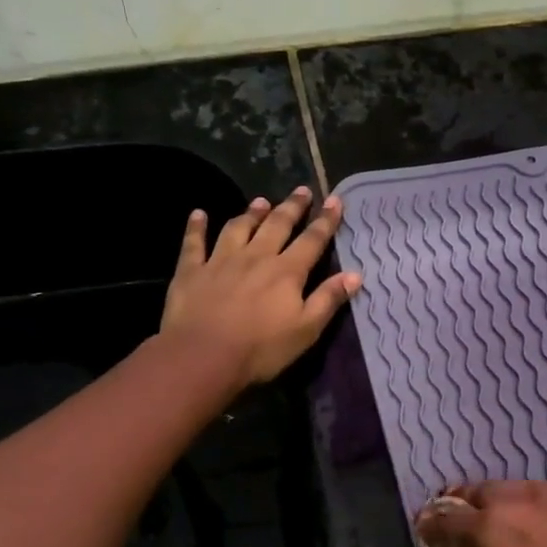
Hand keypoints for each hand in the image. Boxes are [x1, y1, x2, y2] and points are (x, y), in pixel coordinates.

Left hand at [162, 187, 360, 385]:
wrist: (203, 357)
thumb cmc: (261, 349)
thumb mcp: (306, 330)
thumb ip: (328, 299)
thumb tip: (355, 274)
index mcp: (287, 272)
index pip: (312, 240)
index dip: (325, 220)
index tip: (334, 199)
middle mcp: (256, 257)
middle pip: (277, 225)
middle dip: (292, 207)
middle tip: (302, 190)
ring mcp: (221, 261)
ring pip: (239, 228)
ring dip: (251, 212)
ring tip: (261, 201)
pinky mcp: (191, 271)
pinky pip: (194, 243)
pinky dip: (196, 227)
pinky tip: (198, 214)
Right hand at [415, 481, 546, 546]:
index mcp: (494, 528)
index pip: (450, 517)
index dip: (433, 523)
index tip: (426, 529)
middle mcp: (530, 503)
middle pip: (489, 491)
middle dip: (471, 505)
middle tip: (466, 524)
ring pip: (529, 491)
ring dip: (512, 504)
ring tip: (511, 527)